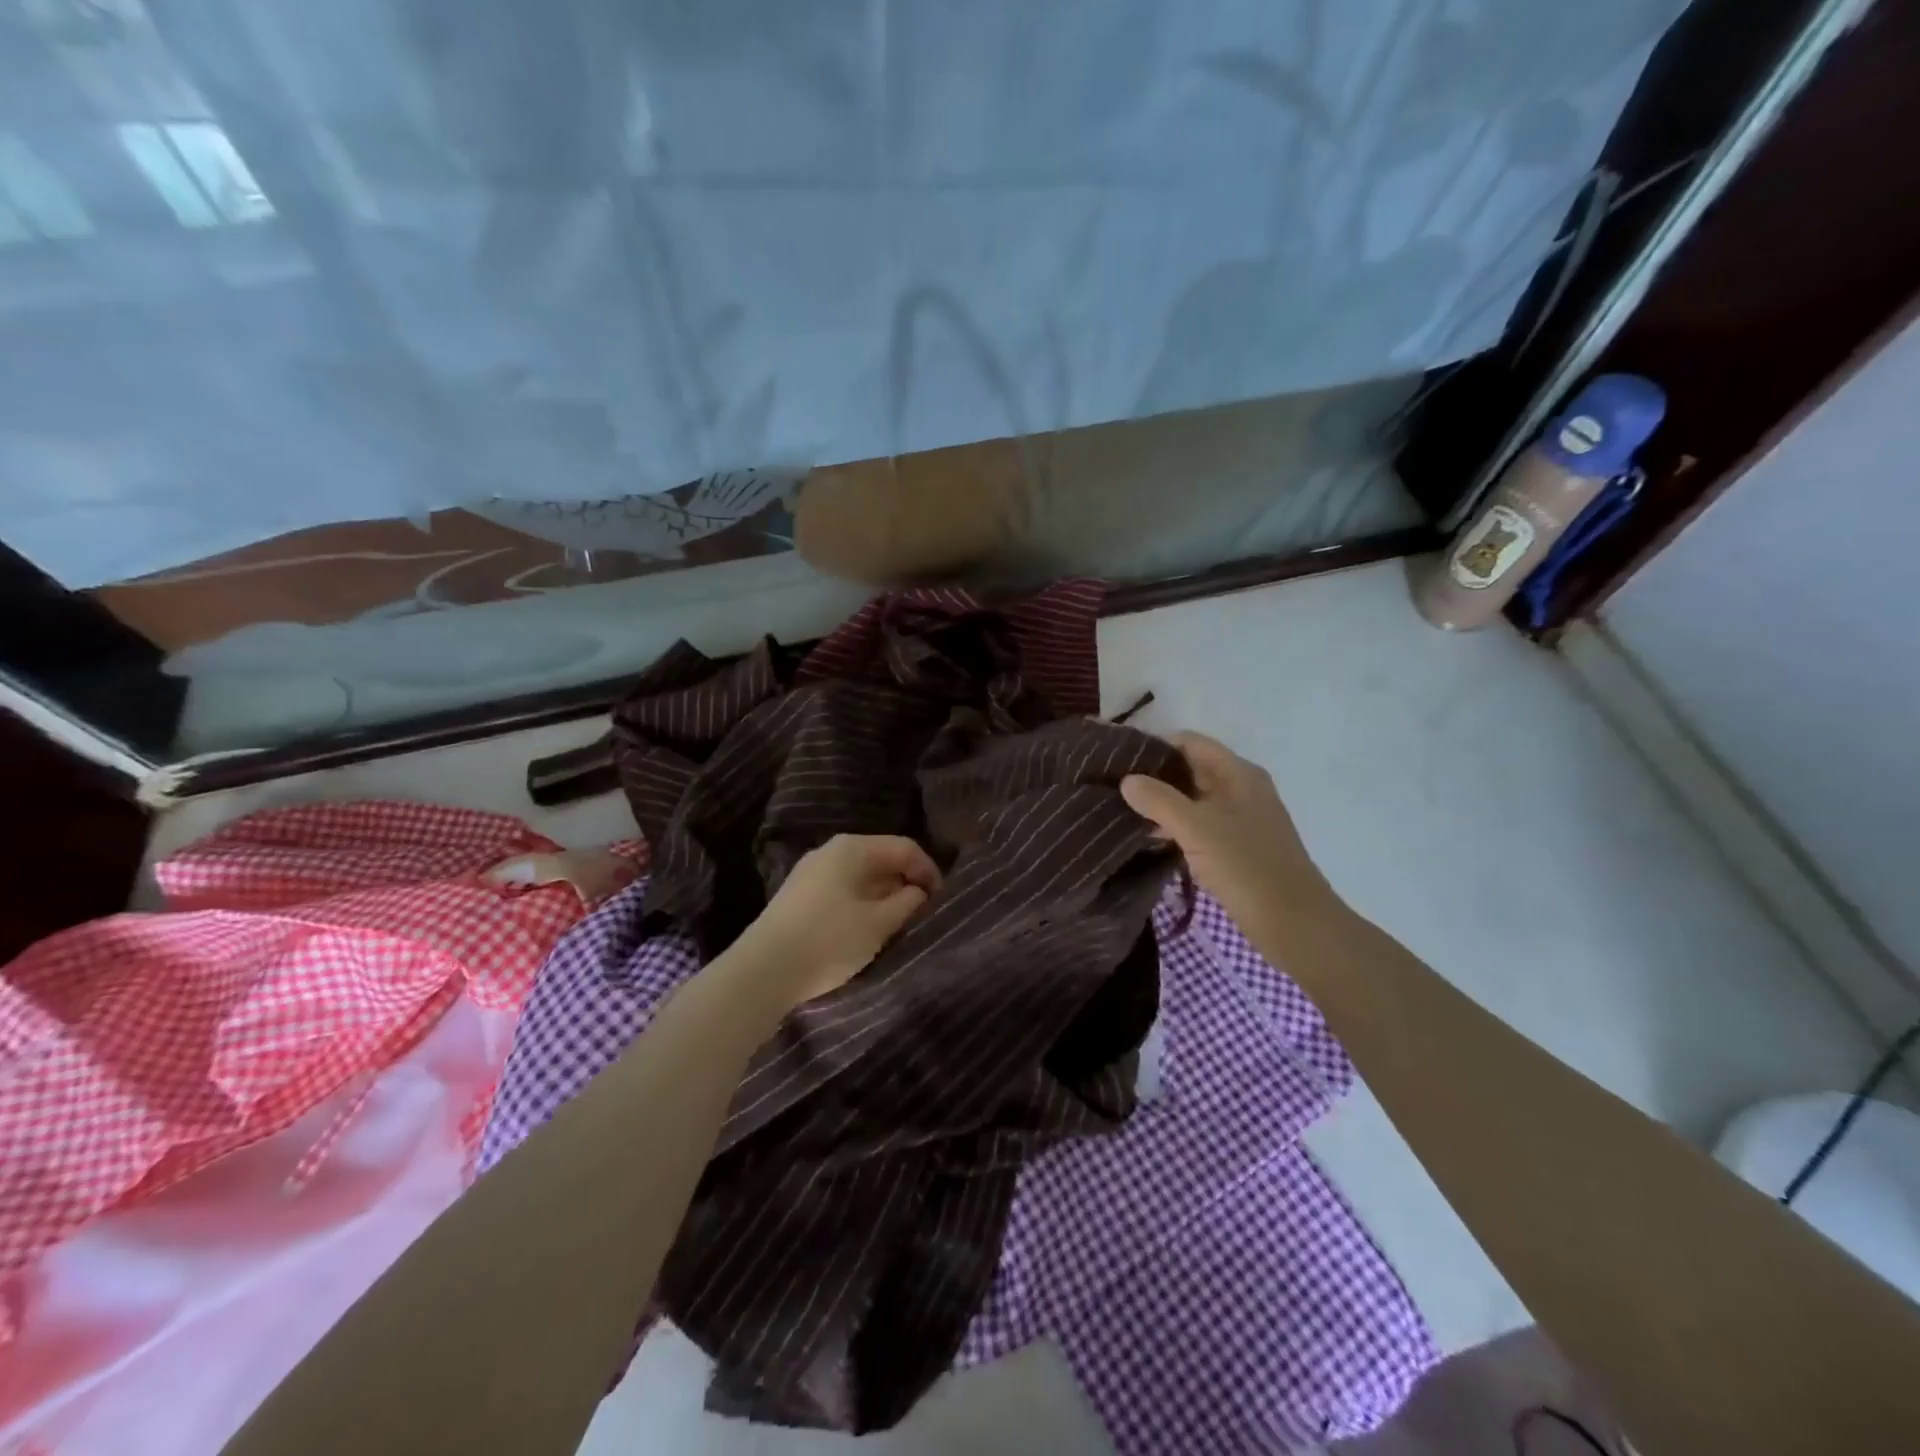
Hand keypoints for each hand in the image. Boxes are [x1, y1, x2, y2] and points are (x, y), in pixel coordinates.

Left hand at [736, 835, 941, 1007]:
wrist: (762, 971)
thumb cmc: (829, 940)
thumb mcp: (879, 923)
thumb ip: (907, 903)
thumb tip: (917, 892)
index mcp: (853, 848)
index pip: (905, 847)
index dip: (929, 871)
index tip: (941, 902)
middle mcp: (831, 851)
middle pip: (882, 859)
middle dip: (906, 884)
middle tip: (922, 915)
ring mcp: (811, 873)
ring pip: (861, 877)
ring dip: (884, 898)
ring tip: (898, 926)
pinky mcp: (799, 897)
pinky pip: (843, 891)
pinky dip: (862, 905)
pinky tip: (866, 931)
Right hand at [1120, 731, 1336, 937]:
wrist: (1295, 924)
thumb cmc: (1247, 867)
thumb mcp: (1196, 829)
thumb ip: (1159, 800)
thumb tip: (1127, 780)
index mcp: (1238, 773)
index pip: (1190, 742)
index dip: (1155, 746)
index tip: (1119, 759)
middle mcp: (1242, 789)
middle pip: (1192, 769)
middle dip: (1155, 776)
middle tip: (1114, 786)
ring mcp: (1242, 819)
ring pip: (1194, 799)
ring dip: (1163, 804)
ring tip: (1123, 812)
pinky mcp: (1239, 847)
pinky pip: (1201, 825)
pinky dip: (1177, 827)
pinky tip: (1150, 838)